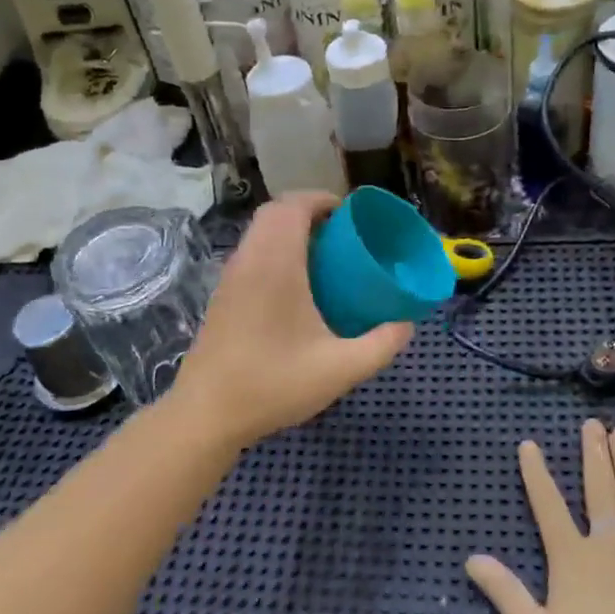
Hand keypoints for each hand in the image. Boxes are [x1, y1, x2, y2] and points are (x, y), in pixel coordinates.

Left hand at [174, 193, 412, 450]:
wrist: (207, 414)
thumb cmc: (274, 384)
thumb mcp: (341, 369)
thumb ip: (382, 344)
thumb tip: (407, 324)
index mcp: (276, 265)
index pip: (293, 207)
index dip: (322, 199)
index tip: (350, 213)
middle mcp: (250, 261)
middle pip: (274, 212)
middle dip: (308, 211)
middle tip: (340, 232)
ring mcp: (231, 278)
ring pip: (259, 232)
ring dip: (288, 230)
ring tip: (323, 255)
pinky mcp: (222, 296)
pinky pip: (251, 253)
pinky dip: (274, 250)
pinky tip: (296, 286)